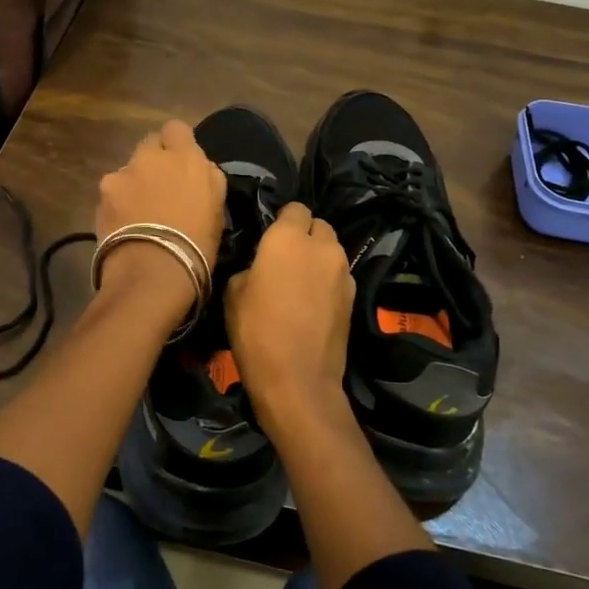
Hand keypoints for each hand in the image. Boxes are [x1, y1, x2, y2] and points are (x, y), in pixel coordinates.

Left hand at [94, 119, 226, 303]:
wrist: (153, 271)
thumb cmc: (197, 243)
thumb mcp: (218, 208)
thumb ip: (207, 177)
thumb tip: (199, 168)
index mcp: (185, 156)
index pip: (176, 128)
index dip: (177, 144)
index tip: (181, 163)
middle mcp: (151, 156)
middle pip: (149, 145)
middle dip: (154, 161)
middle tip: (160, 187)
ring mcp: (123, 173)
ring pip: (129, 169)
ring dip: (135, 183)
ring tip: (139, 213)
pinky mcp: (102, 194)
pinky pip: (113, 191)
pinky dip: (117, 202)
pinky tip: (123, 224)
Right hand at [225, 204, 357, 446]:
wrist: (298, 380)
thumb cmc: (256, 331)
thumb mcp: (233, 293)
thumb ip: (252, 266)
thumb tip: (262, 266)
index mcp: (288, 237)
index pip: (294, 208)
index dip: (282, 220)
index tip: (269, 239)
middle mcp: (323, 246)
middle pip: (318, 226)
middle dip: (304, 235)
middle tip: (284, 258)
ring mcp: (344, 271)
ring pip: (332, 250)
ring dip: (318, 258)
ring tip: (299, 282)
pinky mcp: (355, 296)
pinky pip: (339, 276)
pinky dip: (328, 281)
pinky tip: (313, 303)